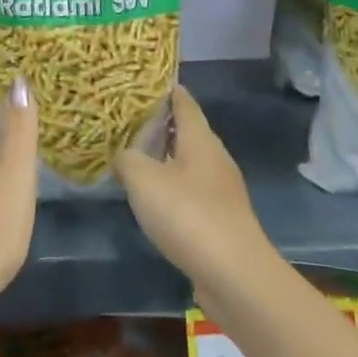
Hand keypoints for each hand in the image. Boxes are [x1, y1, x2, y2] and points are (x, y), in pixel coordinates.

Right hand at [114, 86, 273, 290]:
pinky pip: (192, 192)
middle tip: (127, 121)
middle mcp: (215, 158)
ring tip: (135, 158)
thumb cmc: (188, 215)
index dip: (165, 90)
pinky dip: (172, 188)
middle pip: (188, 132)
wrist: (234, 274)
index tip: (143, 83)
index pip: (184, 102)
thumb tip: (123, 154)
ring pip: (189, 163)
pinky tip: (154, 200)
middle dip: (161, 125)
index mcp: (200, 140)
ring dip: (165, 159)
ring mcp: (221, 191)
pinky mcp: (221, 220)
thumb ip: (127, 159)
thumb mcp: (144, 180)